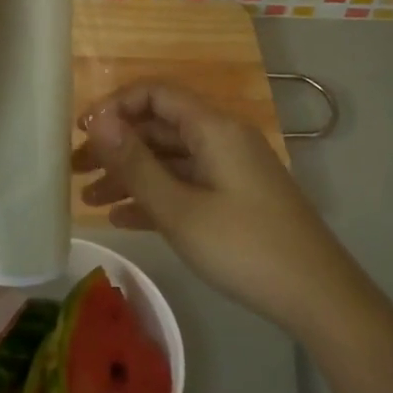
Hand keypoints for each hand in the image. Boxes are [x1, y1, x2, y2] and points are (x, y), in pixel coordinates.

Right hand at [74, 83, 359, 334]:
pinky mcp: (235, 198)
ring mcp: (230, 170)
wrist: (318, 297)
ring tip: (88, 200)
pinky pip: (186, 185)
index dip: (115, 106)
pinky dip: (155, 196)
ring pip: (170, 159)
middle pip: (159, 128)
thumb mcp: (180, 209)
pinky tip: (122, 218)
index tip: (81, 134)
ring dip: (130, 175)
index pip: (156, 94)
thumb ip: (135, 163)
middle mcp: (222, 139)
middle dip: (115, 146)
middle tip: (74, 171)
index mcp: (213, 128)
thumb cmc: (244, 247)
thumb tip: (97, 119)